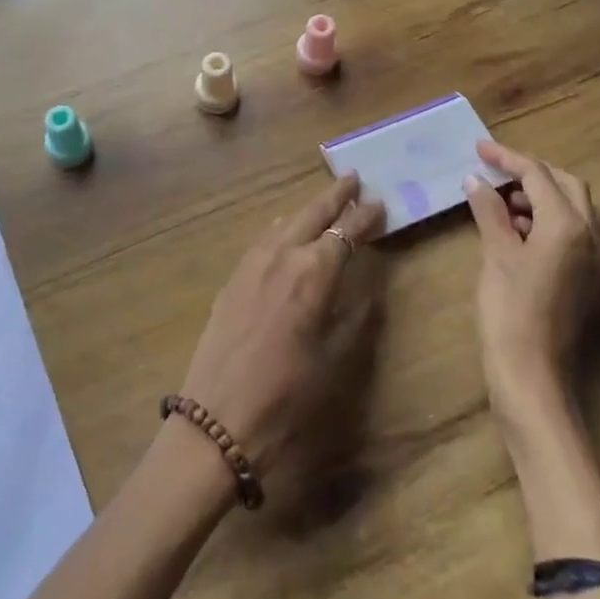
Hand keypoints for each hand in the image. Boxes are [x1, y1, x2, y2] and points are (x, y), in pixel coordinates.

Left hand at [177, 173, 384, 484]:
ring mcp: (251, 265)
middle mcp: (282, 256)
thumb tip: (367, 284)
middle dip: (335, 196)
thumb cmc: (287, 396)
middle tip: (353, 178)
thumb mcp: (335, 358)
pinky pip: (262, 240)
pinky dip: (281, 227)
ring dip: (307, 209)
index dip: (365, 217)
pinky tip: (284, 230)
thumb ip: (354, 314)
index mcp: (313, 273)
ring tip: (325, 201)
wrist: (218, 420)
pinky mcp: (232, 279)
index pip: (346, 232)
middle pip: (312, 214)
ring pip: (284, 222)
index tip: (380, 203)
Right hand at [463, 140, 599, 422]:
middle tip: (495, 171)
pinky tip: (517, 231)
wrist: (532, 373)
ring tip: (501, 201)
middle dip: (531, 172)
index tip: (479, 148)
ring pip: (573, 209)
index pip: (538, 175)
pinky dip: (547, 220)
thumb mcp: (496, 255)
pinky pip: (573, 232)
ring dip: (541, 196)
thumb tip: (476, 180)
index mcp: (567, 225)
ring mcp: (594, 259)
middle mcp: (590, 236)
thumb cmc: (509, 310)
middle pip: (566, 185)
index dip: (507, 158)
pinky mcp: (588, 278)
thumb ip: (489, 211)